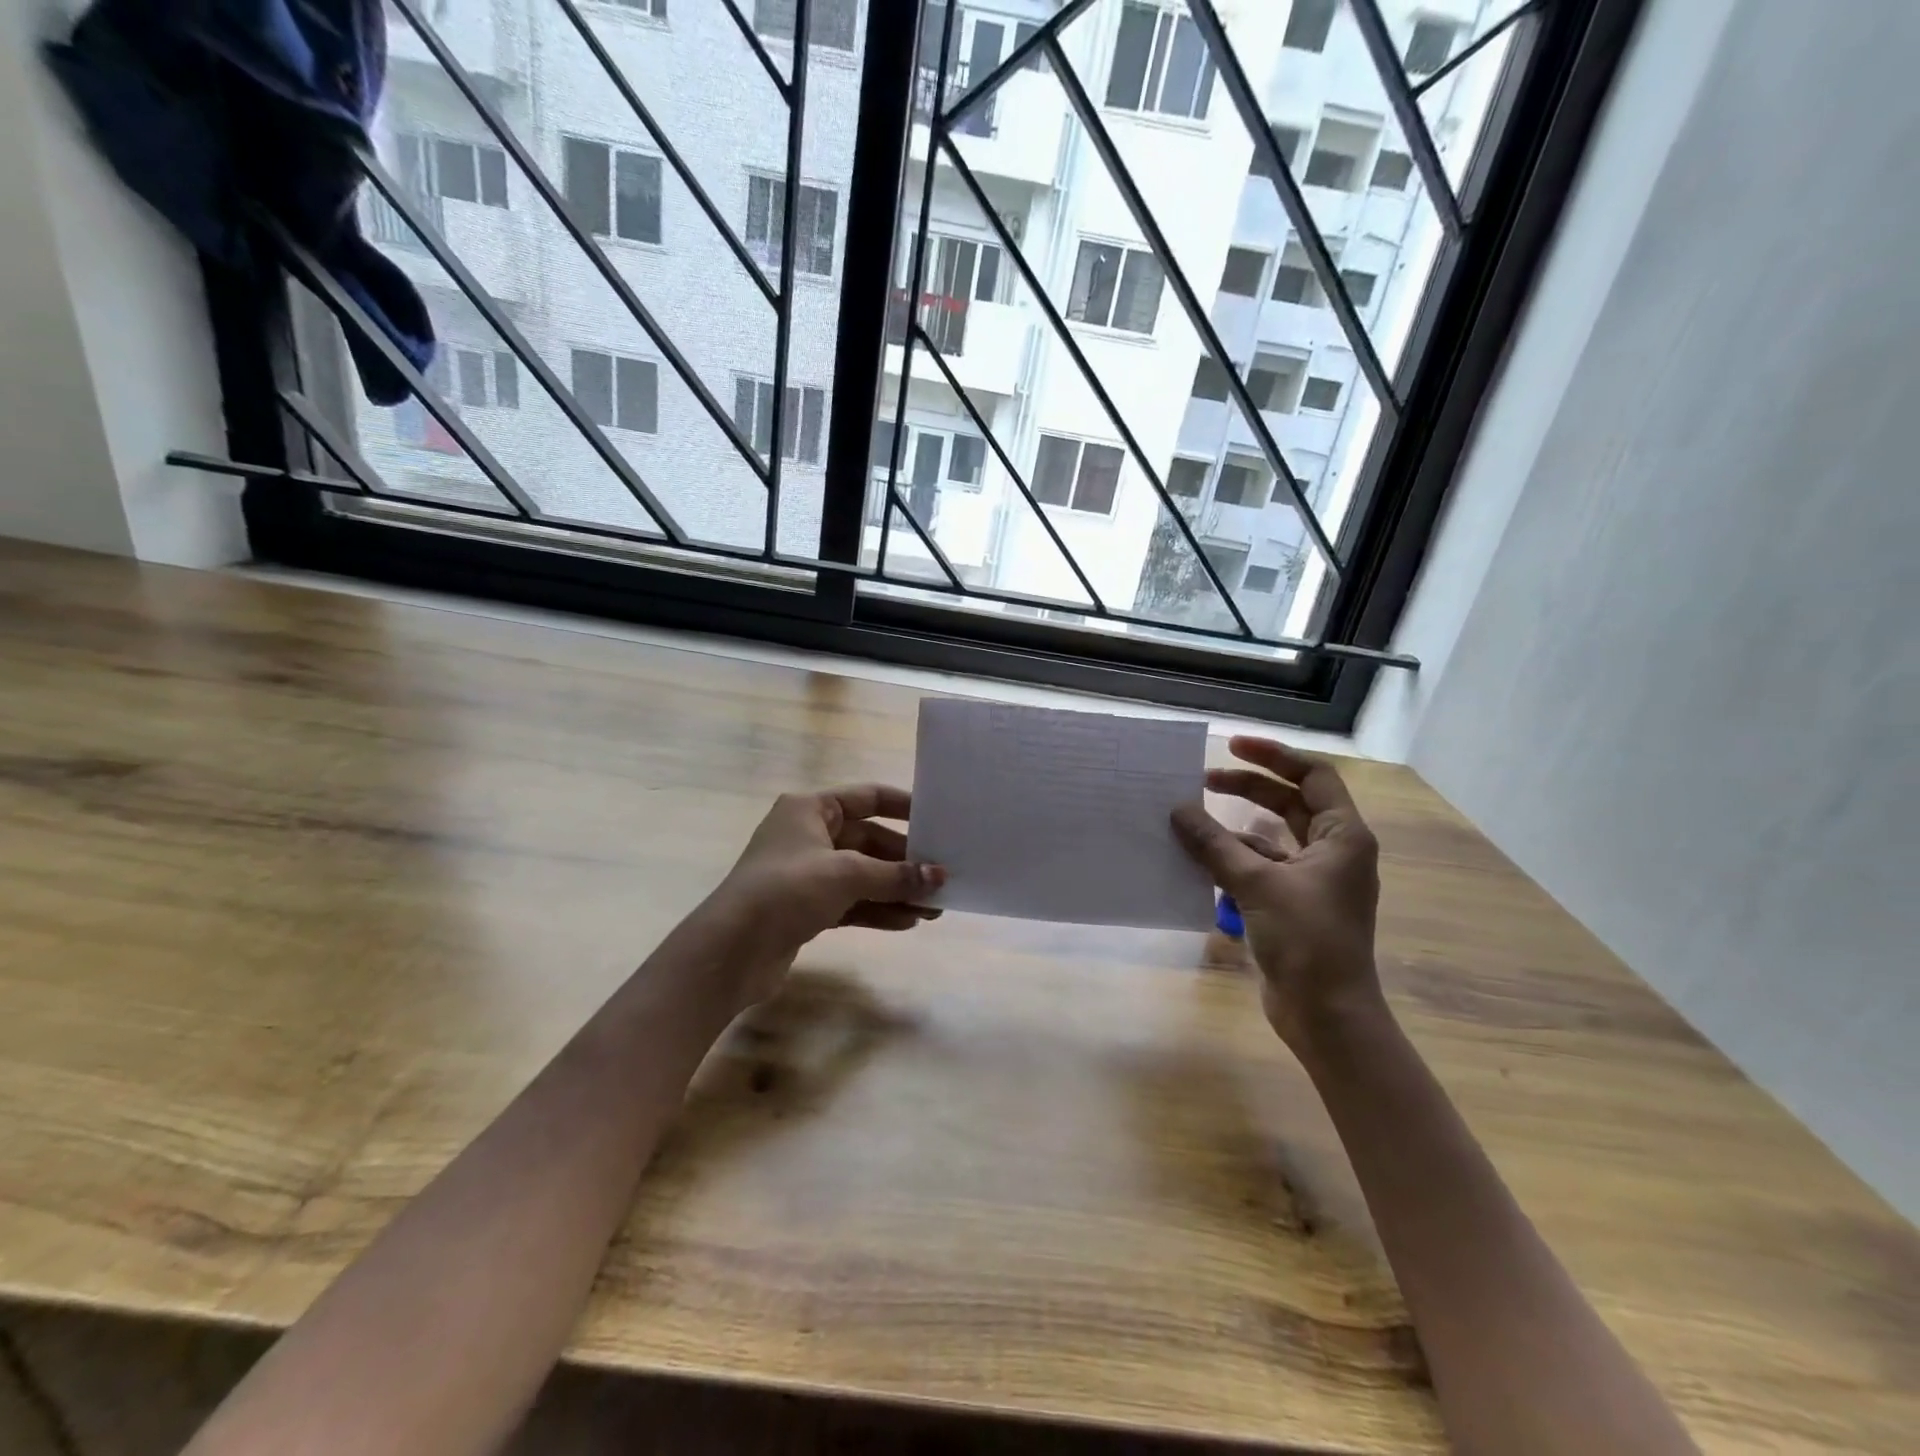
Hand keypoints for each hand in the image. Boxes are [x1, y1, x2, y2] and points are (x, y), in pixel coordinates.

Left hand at [708, 786, 944, 1006]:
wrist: (730, 951)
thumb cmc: (786, 890)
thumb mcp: (846, 874)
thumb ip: (896, 875)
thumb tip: (940, 877)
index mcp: (810, 809)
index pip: (867, 797)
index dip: (903, 806)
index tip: (938, 819)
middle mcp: (809, 835)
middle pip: (869, 841)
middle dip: (905, 862)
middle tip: (943, 878)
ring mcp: (807, 873)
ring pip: (863, 876)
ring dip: (896, 890)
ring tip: (934, 908)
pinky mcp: (807, 908)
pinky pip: (852, 902)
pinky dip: (878, 910)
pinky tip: (908, 923)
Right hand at [1171, 738, 1382, 1054]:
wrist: (1327, 1014)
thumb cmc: (1306, 940)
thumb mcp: (1256, 883)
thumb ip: (1214, 844)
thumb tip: (1177, 810)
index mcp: (1342, 837)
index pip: (1313, 776)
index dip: (1273, 756)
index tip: (1231, 746)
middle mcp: (1333, 852)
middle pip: (1289, 803)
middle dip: (1248, 788)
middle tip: (1202, 781)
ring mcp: (1314, 881)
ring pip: (1271, 838)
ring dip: (1234, 829)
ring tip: (1191, 823)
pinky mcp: (1293, 905)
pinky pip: (1260, 868)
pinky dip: (1232, 860)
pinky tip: (1199, 863)